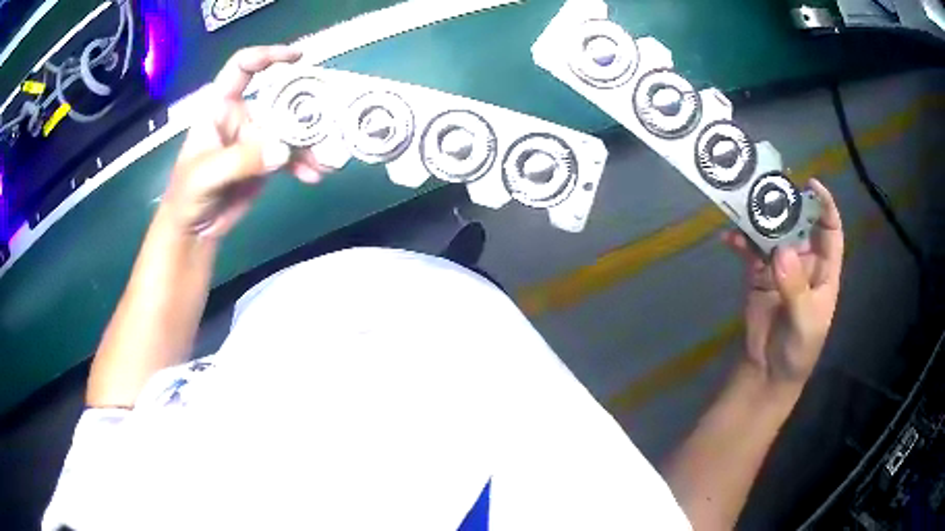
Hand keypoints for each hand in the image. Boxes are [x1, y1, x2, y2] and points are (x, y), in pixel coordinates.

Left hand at [162, 45, 325, 237]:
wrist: (193, 231)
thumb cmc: (187, 195)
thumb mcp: (207, 175)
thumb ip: (242, 160)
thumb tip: (283, 150)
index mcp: (221, 107)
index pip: (242, 68)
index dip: (268, 55)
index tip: (298, 58)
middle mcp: (242, 116)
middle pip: (278, 98)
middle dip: (305, 107)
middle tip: (329, 118)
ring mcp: (256, 139)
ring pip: (290, 129)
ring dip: (310, 142)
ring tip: (326, 158)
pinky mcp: (265, 161)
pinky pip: (291, 155)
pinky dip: (305, 164)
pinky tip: (315, 175)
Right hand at [722, 179, 843, 384]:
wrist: (769, 372)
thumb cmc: (799, 350)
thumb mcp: (805, 323)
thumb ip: (795, 288)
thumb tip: (782, 251)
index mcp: (824, 271)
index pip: (830, 231)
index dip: (825, 207)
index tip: (811, 186)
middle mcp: (804, 262)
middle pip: (799, 224)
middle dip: (788, 204)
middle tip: (769, 187)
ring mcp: (781, 267)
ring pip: (774, 233)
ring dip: (760, 219)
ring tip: (745, 205)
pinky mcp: (759, 275)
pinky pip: (751, 252)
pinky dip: (740, 242)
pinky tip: (729, 239)